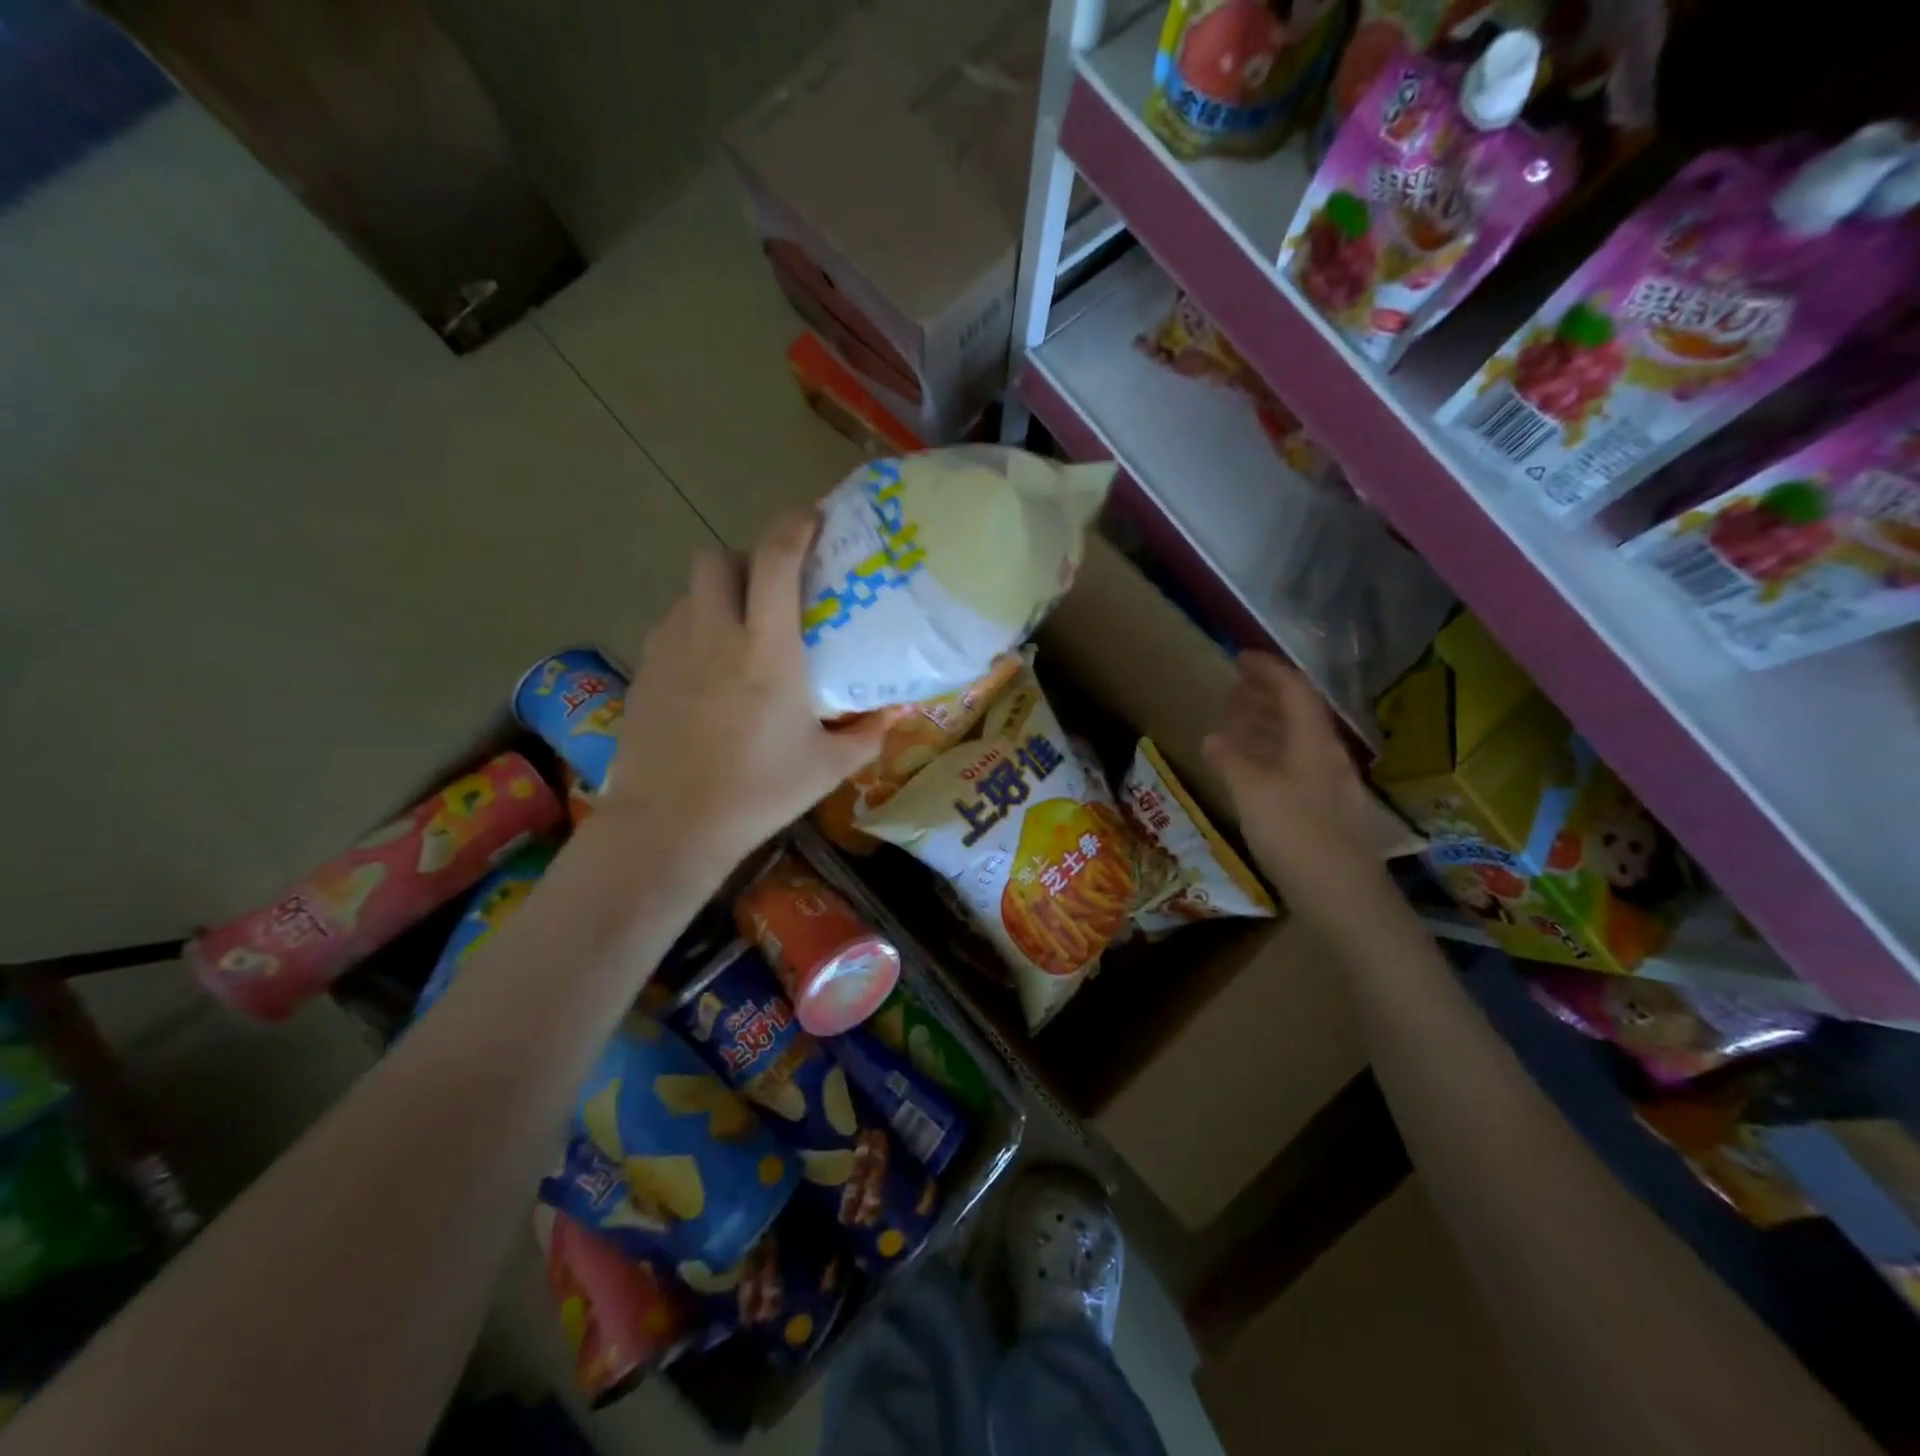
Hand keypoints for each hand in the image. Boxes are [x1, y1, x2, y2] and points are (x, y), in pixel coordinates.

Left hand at [600, 509, 890, 870]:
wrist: (670, 826)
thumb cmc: (758, 793)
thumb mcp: (827, 768)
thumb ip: (866, 735)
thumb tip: (892, 714)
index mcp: (767, 649)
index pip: (775, 560)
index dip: (794, 526)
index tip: (812, 519)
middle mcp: (715, 634)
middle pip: (718, 558)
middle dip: (746, 559)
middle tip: (771, 590)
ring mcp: (671, 649)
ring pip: (690, 591)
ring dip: (718, 594)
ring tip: (738, 631)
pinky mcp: (644, 670)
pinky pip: (671, 624)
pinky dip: (694, 626)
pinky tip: (707, 667)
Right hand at [1203, 653, 1380, 884]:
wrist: (1344, 898)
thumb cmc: (1297, 837)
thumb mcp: (1254, 794)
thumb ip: (1231, 761)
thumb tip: (1213, 737)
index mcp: (1313, 743)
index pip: (1293, 691)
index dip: (1268, 670)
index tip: (1240, 657)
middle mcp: (1325, 756)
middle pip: (1297, 713)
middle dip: (1265, 695)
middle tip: (1233, 687)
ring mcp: (1326, 784)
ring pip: (1293, 741)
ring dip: (1265, 725)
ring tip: (1235, 720)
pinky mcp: (1322, 810)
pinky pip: (1291, 766)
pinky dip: (1268, 755)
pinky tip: (1249, 768)